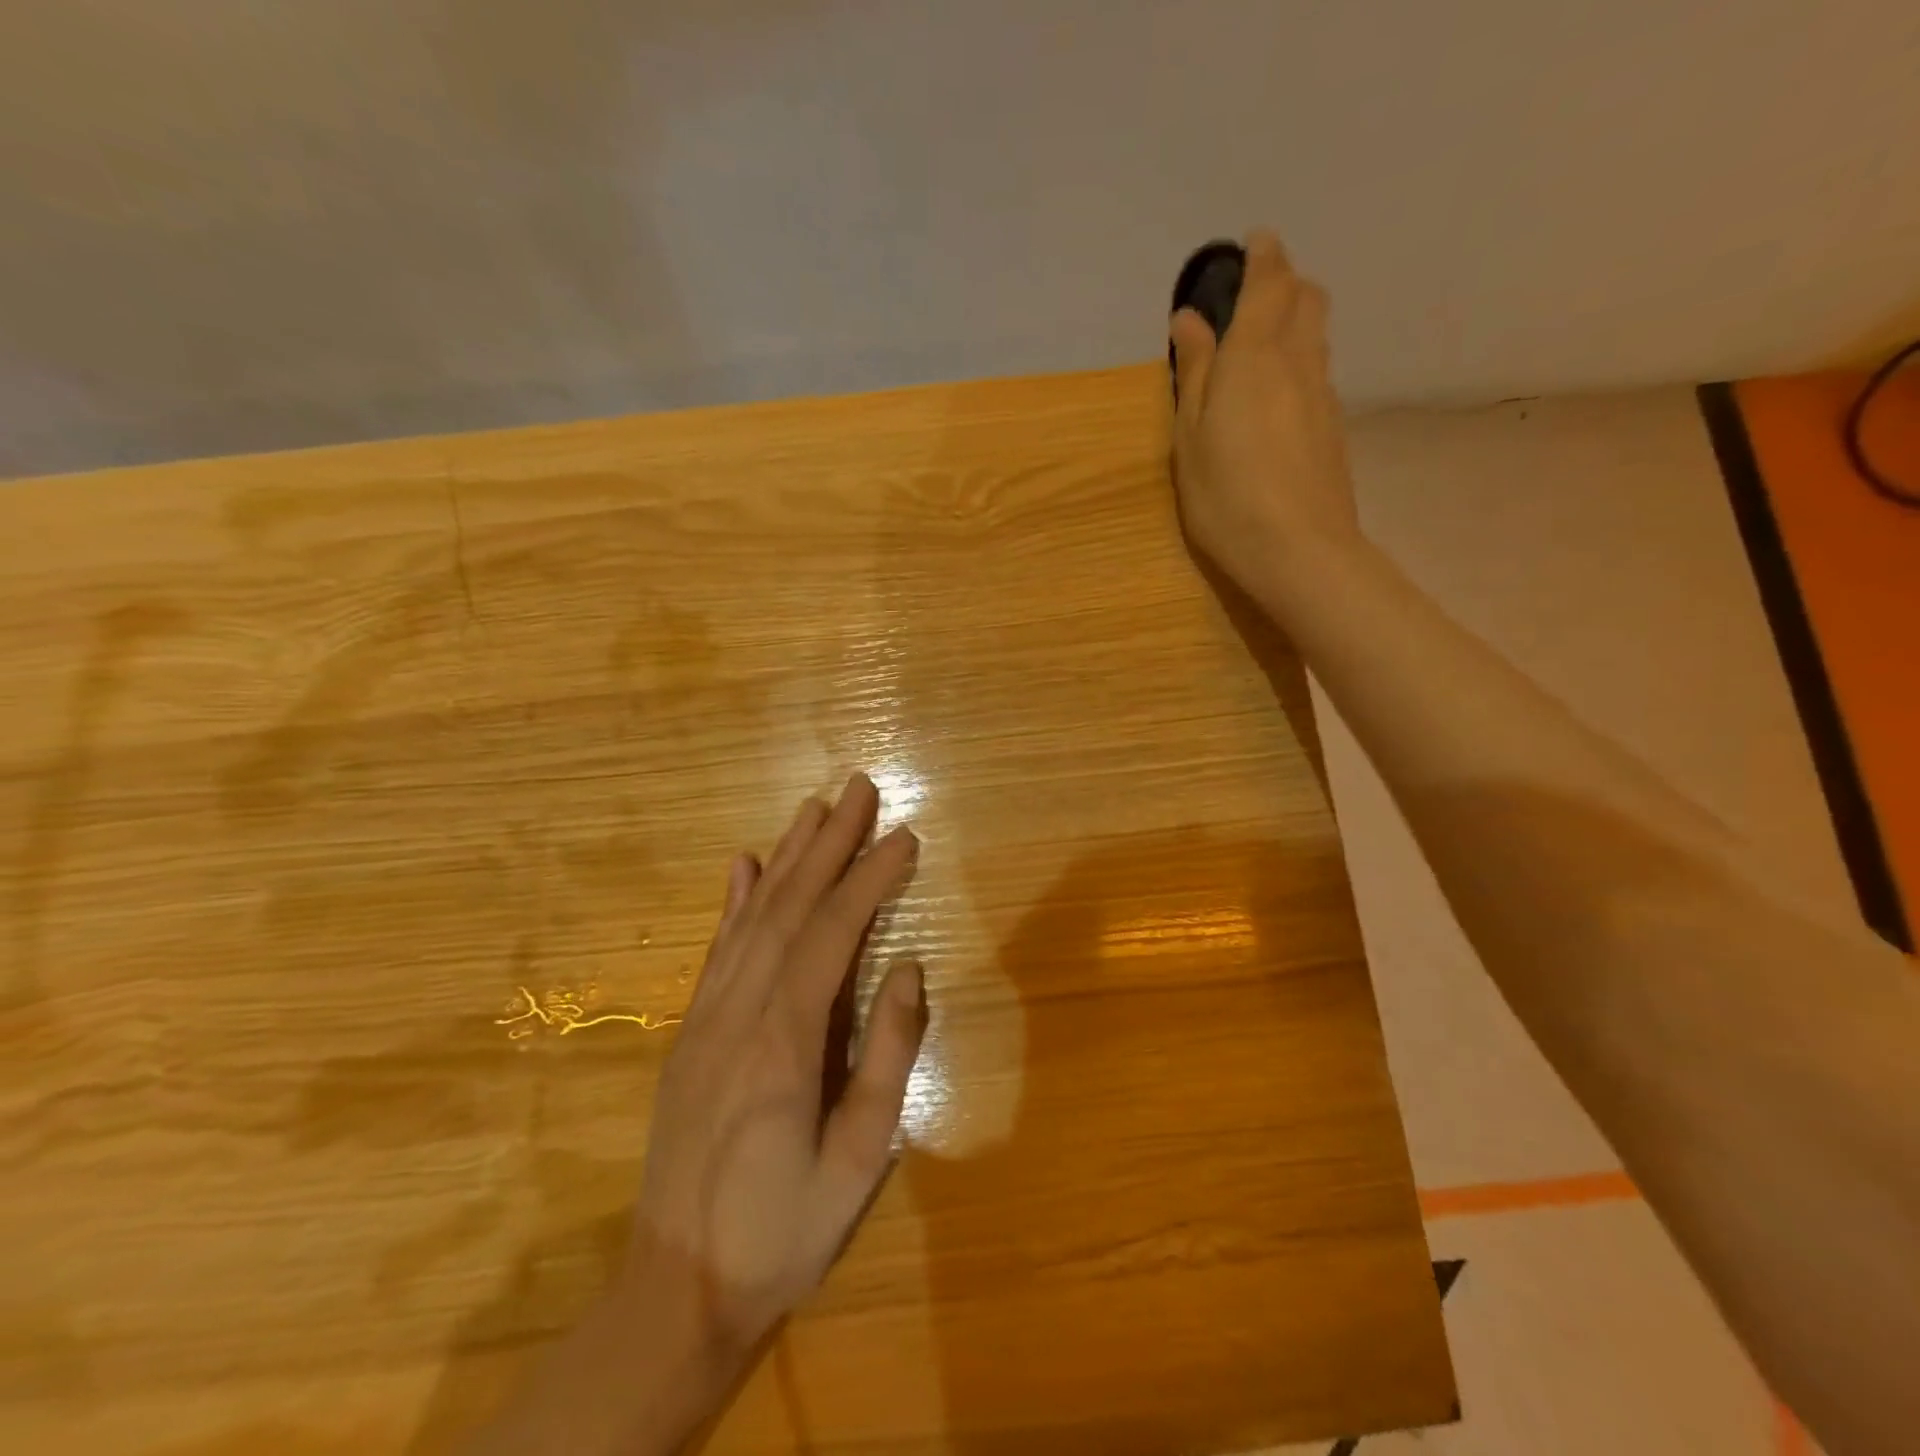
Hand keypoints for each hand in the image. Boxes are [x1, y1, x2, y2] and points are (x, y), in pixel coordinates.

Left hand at [628, 772, 926, 1353]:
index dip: (870, 878)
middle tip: (858, 787)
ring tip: (814, 808)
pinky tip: (744, 864)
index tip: (904, 835)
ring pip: (752, 916)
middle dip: (829, 842)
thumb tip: (907, 967)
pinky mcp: (690, 1030)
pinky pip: (717, 949)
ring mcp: (707, 1016)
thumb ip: (887, 1056)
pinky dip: (734, 899)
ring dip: (787, 856)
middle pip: (790, 906)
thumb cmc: (784, 1230)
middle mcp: (740, 1010)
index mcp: (784, 1041)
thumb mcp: (858, 1159)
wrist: (675, 1287)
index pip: (833, 933)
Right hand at [1169, 230, 1361, 600]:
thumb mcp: (1191, 436)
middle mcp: (1298, 362)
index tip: (1253, 243)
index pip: (1270, 283)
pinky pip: (1318, 373)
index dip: (1264, 257)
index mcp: (1254, 356)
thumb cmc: (1226, 496)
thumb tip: (1189, 318)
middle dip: (1285, 283)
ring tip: (1262, 343)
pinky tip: (1277, 396)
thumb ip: (1194, 372)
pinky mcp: (1333, 428)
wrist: (1299, 550)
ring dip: (1295, 321)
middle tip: (1255, 295)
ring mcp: (1323, 395)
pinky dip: (1300, 362)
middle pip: (1306, 299)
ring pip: (1317, 335)